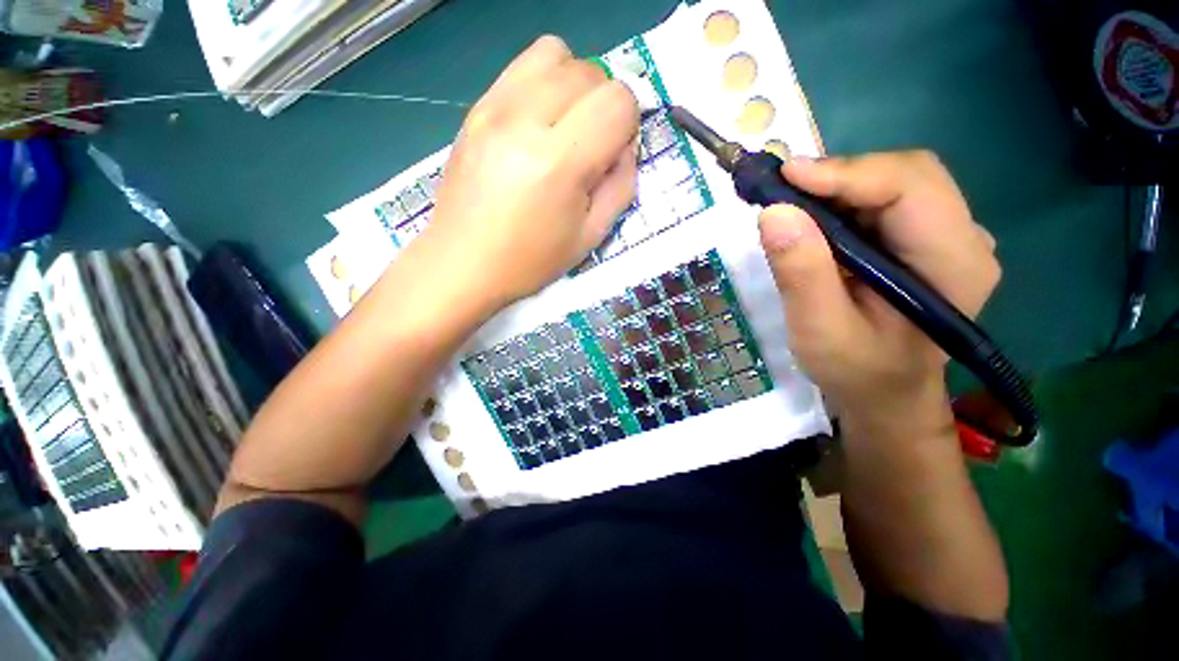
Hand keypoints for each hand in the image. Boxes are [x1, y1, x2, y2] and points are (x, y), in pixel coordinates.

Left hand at [424, 35, 638, 308]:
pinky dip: (545, 83)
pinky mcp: (476, 107)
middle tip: (590, 148)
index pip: (618, 101)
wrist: (464, 263)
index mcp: (559, 163)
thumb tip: (625, 146)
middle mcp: (524, 120)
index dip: (628, 126)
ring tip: (565, 128)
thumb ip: (621, 185)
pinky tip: (538, 124)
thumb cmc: (530, 261)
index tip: (612, 156)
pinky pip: (523, 66)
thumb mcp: (590, 236)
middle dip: (604, 105)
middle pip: (591, 71)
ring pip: (557, 54)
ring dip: (575, 86)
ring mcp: (494, 108)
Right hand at [758, 151, 999, 443]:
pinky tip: (816, 221)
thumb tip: (774, 213)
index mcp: (953, 263)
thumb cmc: (855, 371)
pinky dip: (844, 201)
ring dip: (839, 187)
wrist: (884, 394)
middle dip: (841, 177)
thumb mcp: (820, 330)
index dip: (846, 173)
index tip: (785, 177)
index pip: (909, 187)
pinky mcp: (925, 241)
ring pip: (894, 182)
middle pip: (907, 174)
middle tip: (784, 193)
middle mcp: (963, 238)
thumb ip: (802, 274)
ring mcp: (948, 237)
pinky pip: (886, 201)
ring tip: (793, 208)